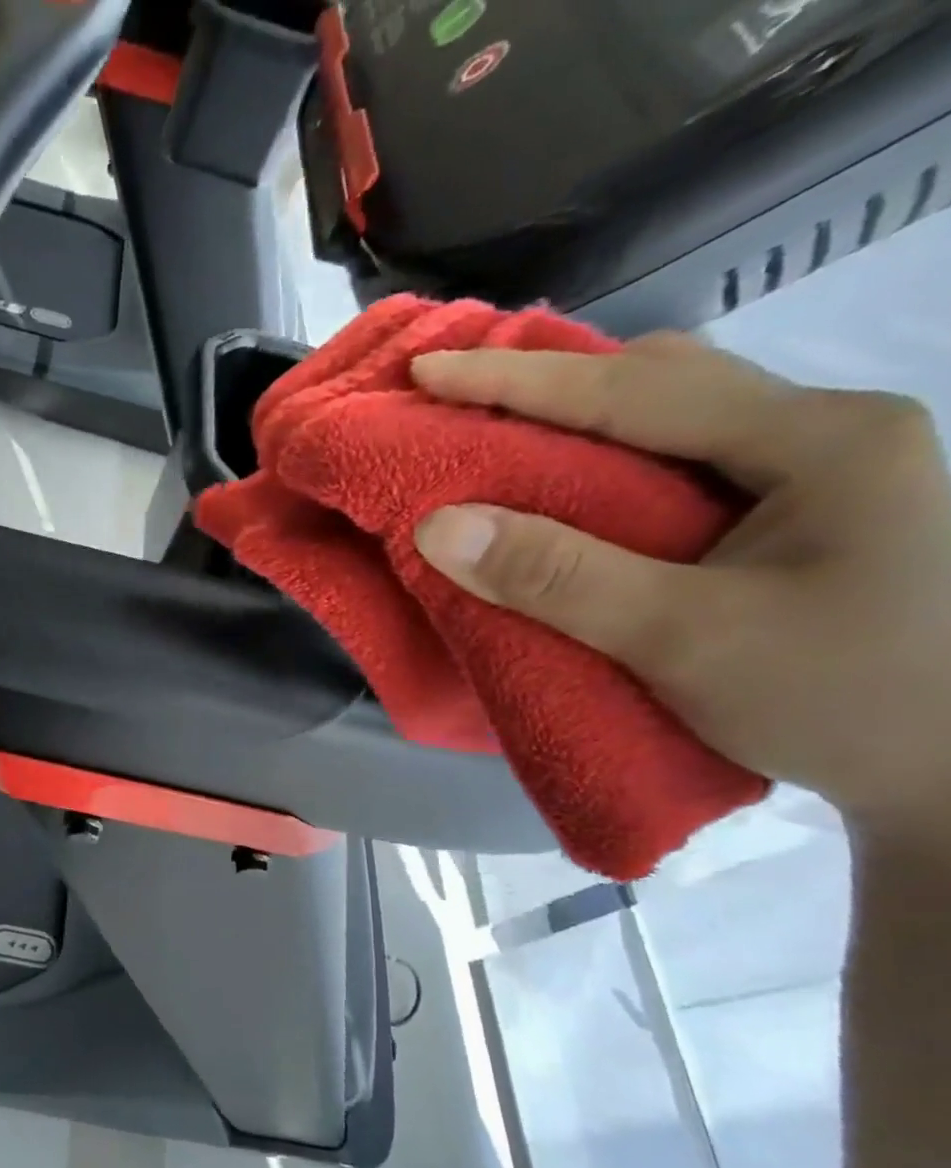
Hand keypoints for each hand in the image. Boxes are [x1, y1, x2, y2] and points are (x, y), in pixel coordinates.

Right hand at [410, 332, 950, 833]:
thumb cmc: (837, 700)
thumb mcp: (683, 639)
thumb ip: (557, 577)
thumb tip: (437, 526)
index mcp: (817, 440)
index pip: (635, 390)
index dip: (515, 380)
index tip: (426, 370)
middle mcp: (821, 432)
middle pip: (660, 380)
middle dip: (549, 386)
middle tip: (458, 404)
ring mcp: (813, 471)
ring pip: (671, 416)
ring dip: (577, 422)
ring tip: (499, 441)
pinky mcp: (792, 513)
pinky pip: (678, 460)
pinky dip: (604, 463)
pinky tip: (568, 489)